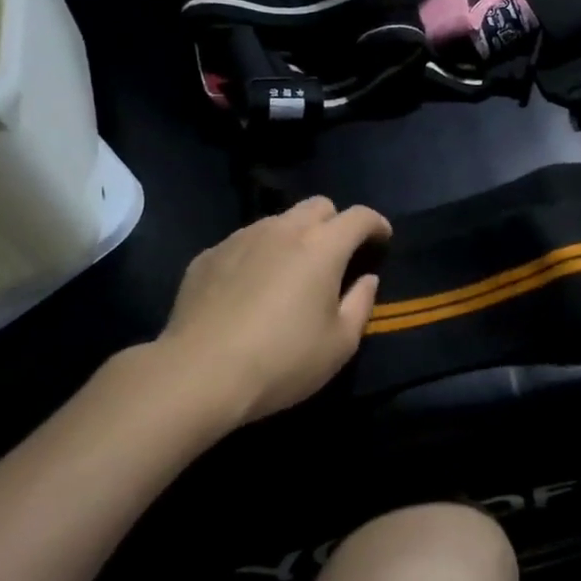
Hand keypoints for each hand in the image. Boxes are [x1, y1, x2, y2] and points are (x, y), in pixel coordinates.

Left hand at [155, 197, 391, 426]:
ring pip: (278, 221)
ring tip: (290, 273)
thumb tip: (366, 279)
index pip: (359, 216)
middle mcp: (282, 230)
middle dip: (335, 223)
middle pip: (318, 206)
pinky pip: (244, 242)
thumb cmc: (282, 361)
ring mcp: (241, 238)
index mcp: (322, 246)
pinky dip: (258, 255)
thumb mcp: (340, 344)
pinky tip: (250, 289)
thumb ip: (361, 303)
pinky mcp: (208, 255)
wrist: (198, 375)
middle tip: (336, 256)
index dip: (377, 225)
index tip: (382, 241)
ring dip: (294, 237)